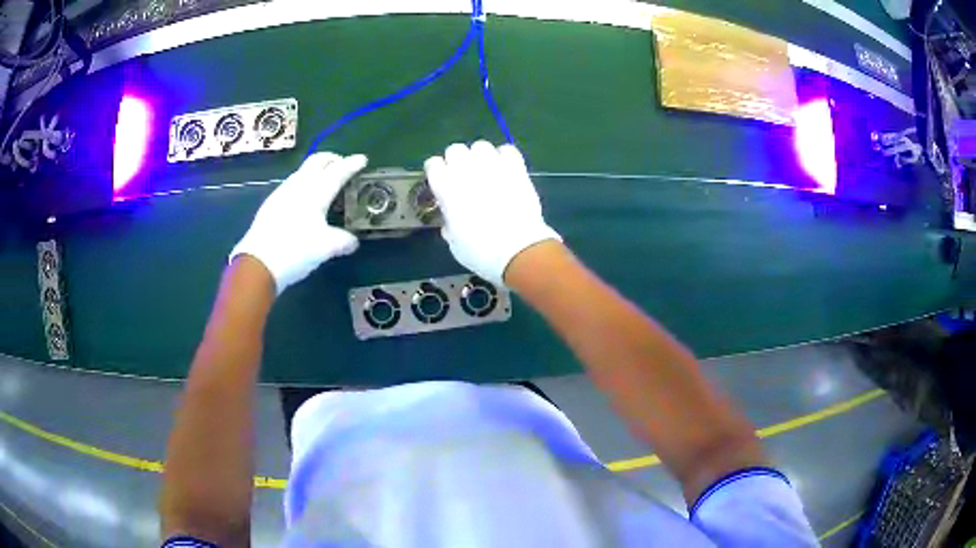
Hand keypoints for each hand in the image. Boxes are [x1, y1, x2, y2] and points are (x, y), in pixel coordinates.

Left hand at [230, 152, 367, 294]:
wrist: (258, 262)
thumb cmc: (296, 250)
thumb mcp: (326, 248)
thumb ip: (343, 241)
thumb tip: (353, 241)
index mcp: (317, 191)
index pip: (338, 171)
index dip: (352, 164)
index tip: (363, 159)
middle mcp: (299, 185)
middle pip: (317, 161)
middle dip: (332, 159)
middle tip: (342, 164)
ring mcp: (282, 192)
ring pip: (302, 171)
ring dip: (316, 169)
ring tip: (324, 181)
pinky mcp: (271, 203)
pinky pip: (292, 184)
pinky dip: (303, 182)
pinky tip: (303, 199)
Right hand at [424, 141, 559, 286]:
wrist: (519, 250)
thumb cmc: (481, 252)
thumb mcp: (455, 243)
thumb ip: (449, 223)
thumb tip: (452, 218)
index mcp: (446, 188)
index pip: (433, 164)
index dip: (436, 172)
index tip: (441, 182)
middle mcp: (466, 170)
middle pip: (455, 149)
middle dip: (457, 161)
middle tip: (464, 177)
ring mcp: (493, 166)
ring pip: (480, 146)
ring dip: (480, 157)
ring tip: (486, 171)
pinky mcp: (516, 168)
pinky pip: (507, 150)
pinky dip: (505, 157)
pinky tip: (505, 169)